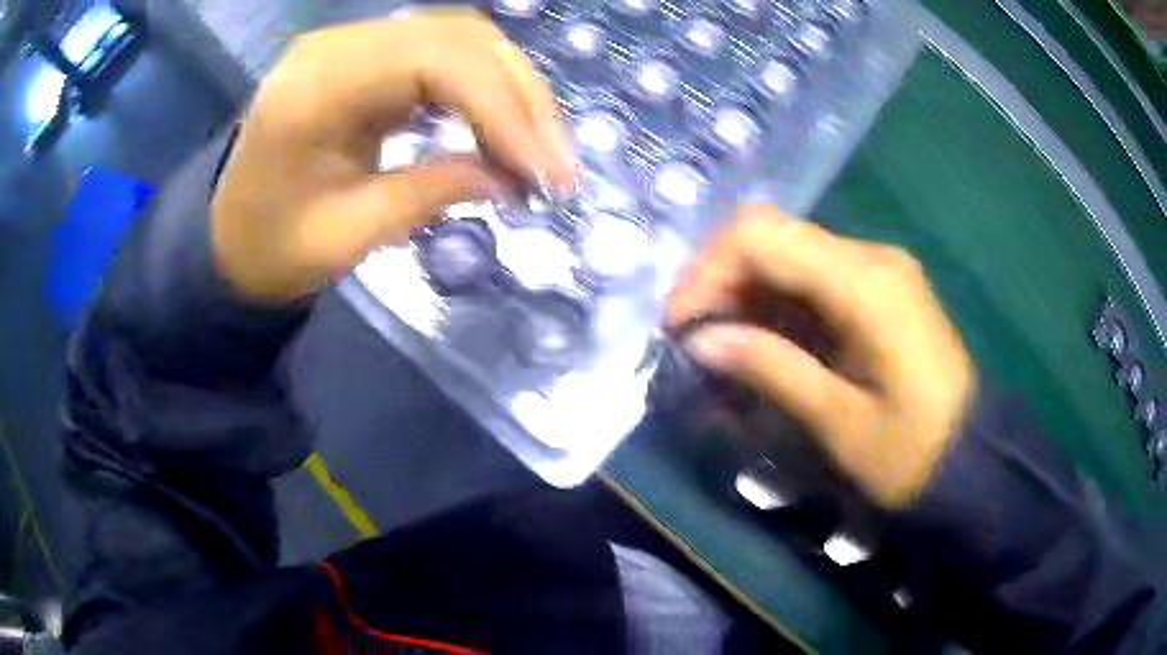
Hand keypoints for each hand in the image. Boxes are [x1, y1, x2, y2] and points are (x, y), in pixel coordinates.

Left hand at [211, 11, 576, 301]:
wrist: (228, 236)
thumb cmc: (270, 249)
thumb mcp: (345, 238)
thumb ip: (428, 195)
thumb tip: (511, 178)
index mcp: (317, 86)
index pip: (435, 61)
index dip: (503, 108)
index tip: (546, 171)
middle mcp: (339, 46)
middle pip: (459, 37)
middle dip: (522, 98)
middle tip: (556, 164)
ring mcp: (354, 46)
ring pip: (461, 40)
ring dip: (512, 91)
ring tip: (539, 150)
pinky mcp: (368, 59)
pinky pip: (444, 56)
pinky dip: (485, 91)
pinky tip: (502, 131)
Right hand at [668, 207, 975, 509]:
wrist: (971, 459)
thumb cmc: (911, 453)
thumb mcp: (838, 422)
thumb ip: (771, 369)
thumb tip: (701, 340)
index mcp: (865, 282)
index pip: (762, 237)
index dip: (708, 271)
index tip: (679, 326)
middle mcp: (871, 256)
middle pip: (773, 235)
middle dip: (721, 279)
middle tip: (695, 338)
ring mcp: (879, 268)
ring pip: (790, 252)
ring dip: (746, 290)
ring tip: (721, 343)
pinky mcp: (882, 286)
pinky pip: (814, 274)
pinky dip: (777, 300)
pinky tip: (763, 337)